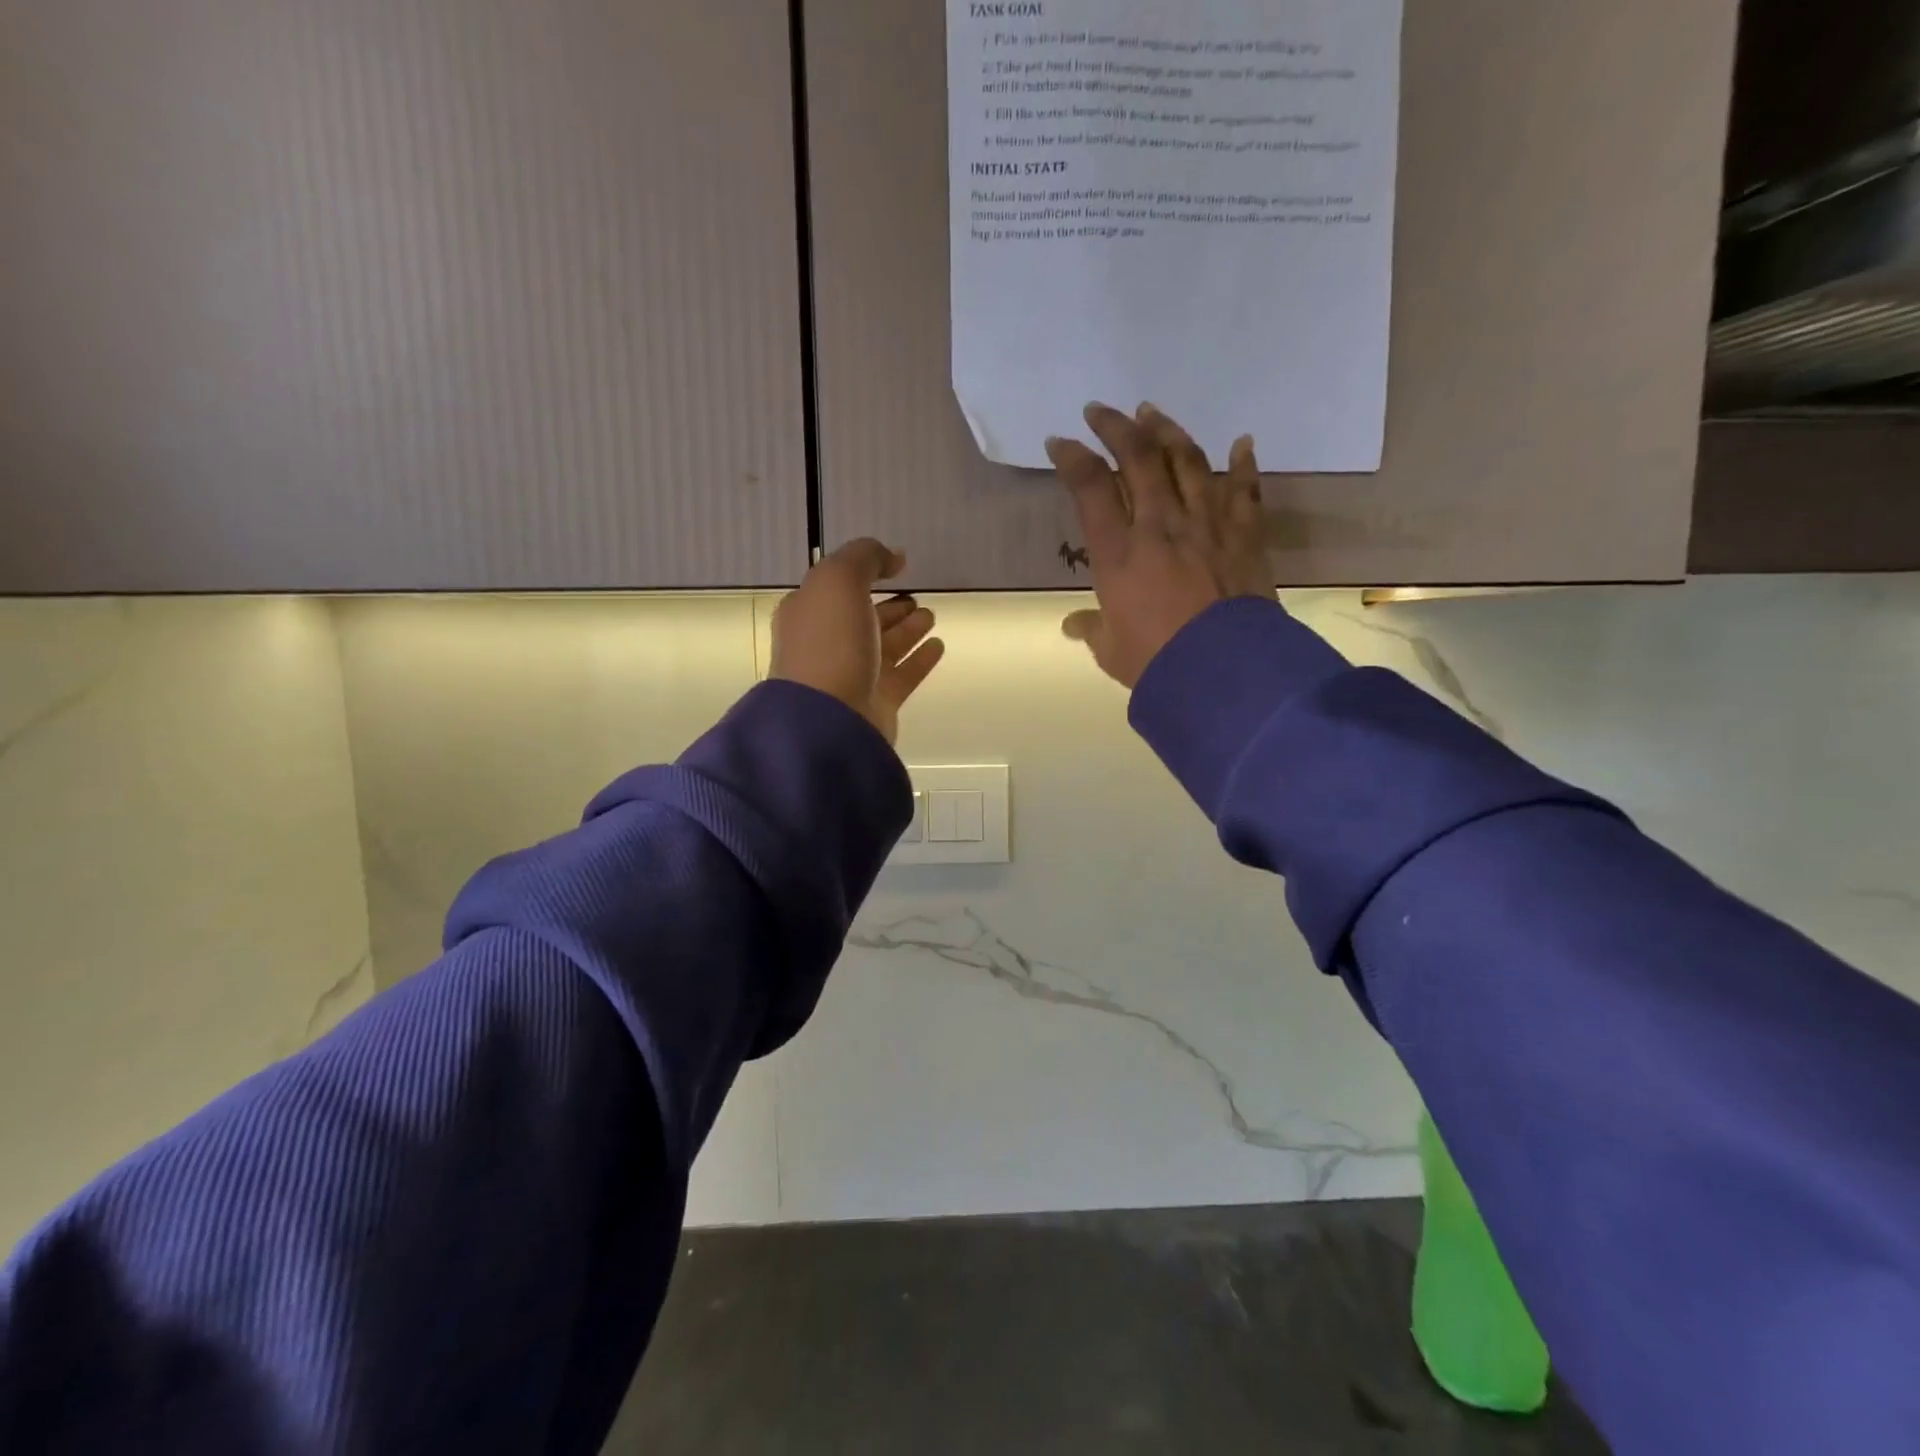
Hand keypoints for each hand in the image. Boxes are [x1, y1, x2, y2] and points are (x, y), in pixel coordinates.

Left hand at [770, 539, 945, 744]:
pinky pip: (902, 675)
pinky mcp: (876, 703)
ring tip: (931, 616)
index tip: (895, 568)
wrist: (829, 719)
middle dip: (889, 607)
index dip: (864, 575)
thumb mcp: (839, 580)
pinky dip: (919, 659)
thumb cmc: (829, 643)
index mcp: (808, 614)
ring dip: (907, 630)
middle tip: (916, 598)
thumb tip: (894, 556)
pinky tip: (938, 646)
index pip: (837, 589)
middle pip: (863, 619)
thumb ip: (865, 558)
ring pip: (885, 647)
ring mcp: (851, 676)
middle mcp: (827, 644)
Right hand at [1047, 402, 1273, 688]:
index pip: (1090, 488)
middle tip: (1101, 411)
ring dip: (1167, 432)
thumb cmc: (1157, 662)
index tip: (1060, 443)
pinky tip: (1242, 442)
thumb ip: (1092, 629)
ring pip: (1187, 462)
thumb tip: (1073, 625)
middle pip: (1137, 459)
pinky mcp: (1243, 535)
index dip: (1072, 458)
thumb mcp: (1111, 650)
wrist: (1223, 672)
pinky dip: (1243, 465)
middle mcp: (1159, 526)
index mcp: (1118, 554)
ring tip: (1152, 413)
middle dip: (1116, 427)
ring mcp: (1206, 525)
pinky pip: (1244, 491)